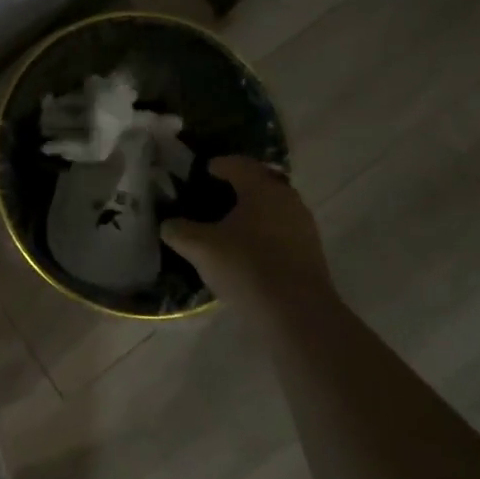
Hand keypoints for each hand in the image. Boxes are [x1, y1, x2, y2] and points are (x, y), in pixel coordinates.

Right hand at [161, 157, 333, 318]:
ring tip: (230, 225)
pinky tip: (249, 250)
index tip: (204, 171)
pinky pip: (283, 230)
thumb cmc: (246, 267)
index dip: (219, 165)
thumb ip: (179, 231)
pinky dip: (265, 232)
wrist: (297, 314)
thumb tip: (168, 224)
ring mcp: (303, 225)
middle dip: (239, 186)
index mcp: (261, 188)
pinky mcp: (311, 252)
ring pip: (274, 207)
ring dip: (254, 211)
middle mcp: (287, 198)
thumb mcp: (201, 248)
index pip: (238, 164)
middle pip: (260, 182)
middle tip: (215, 196)